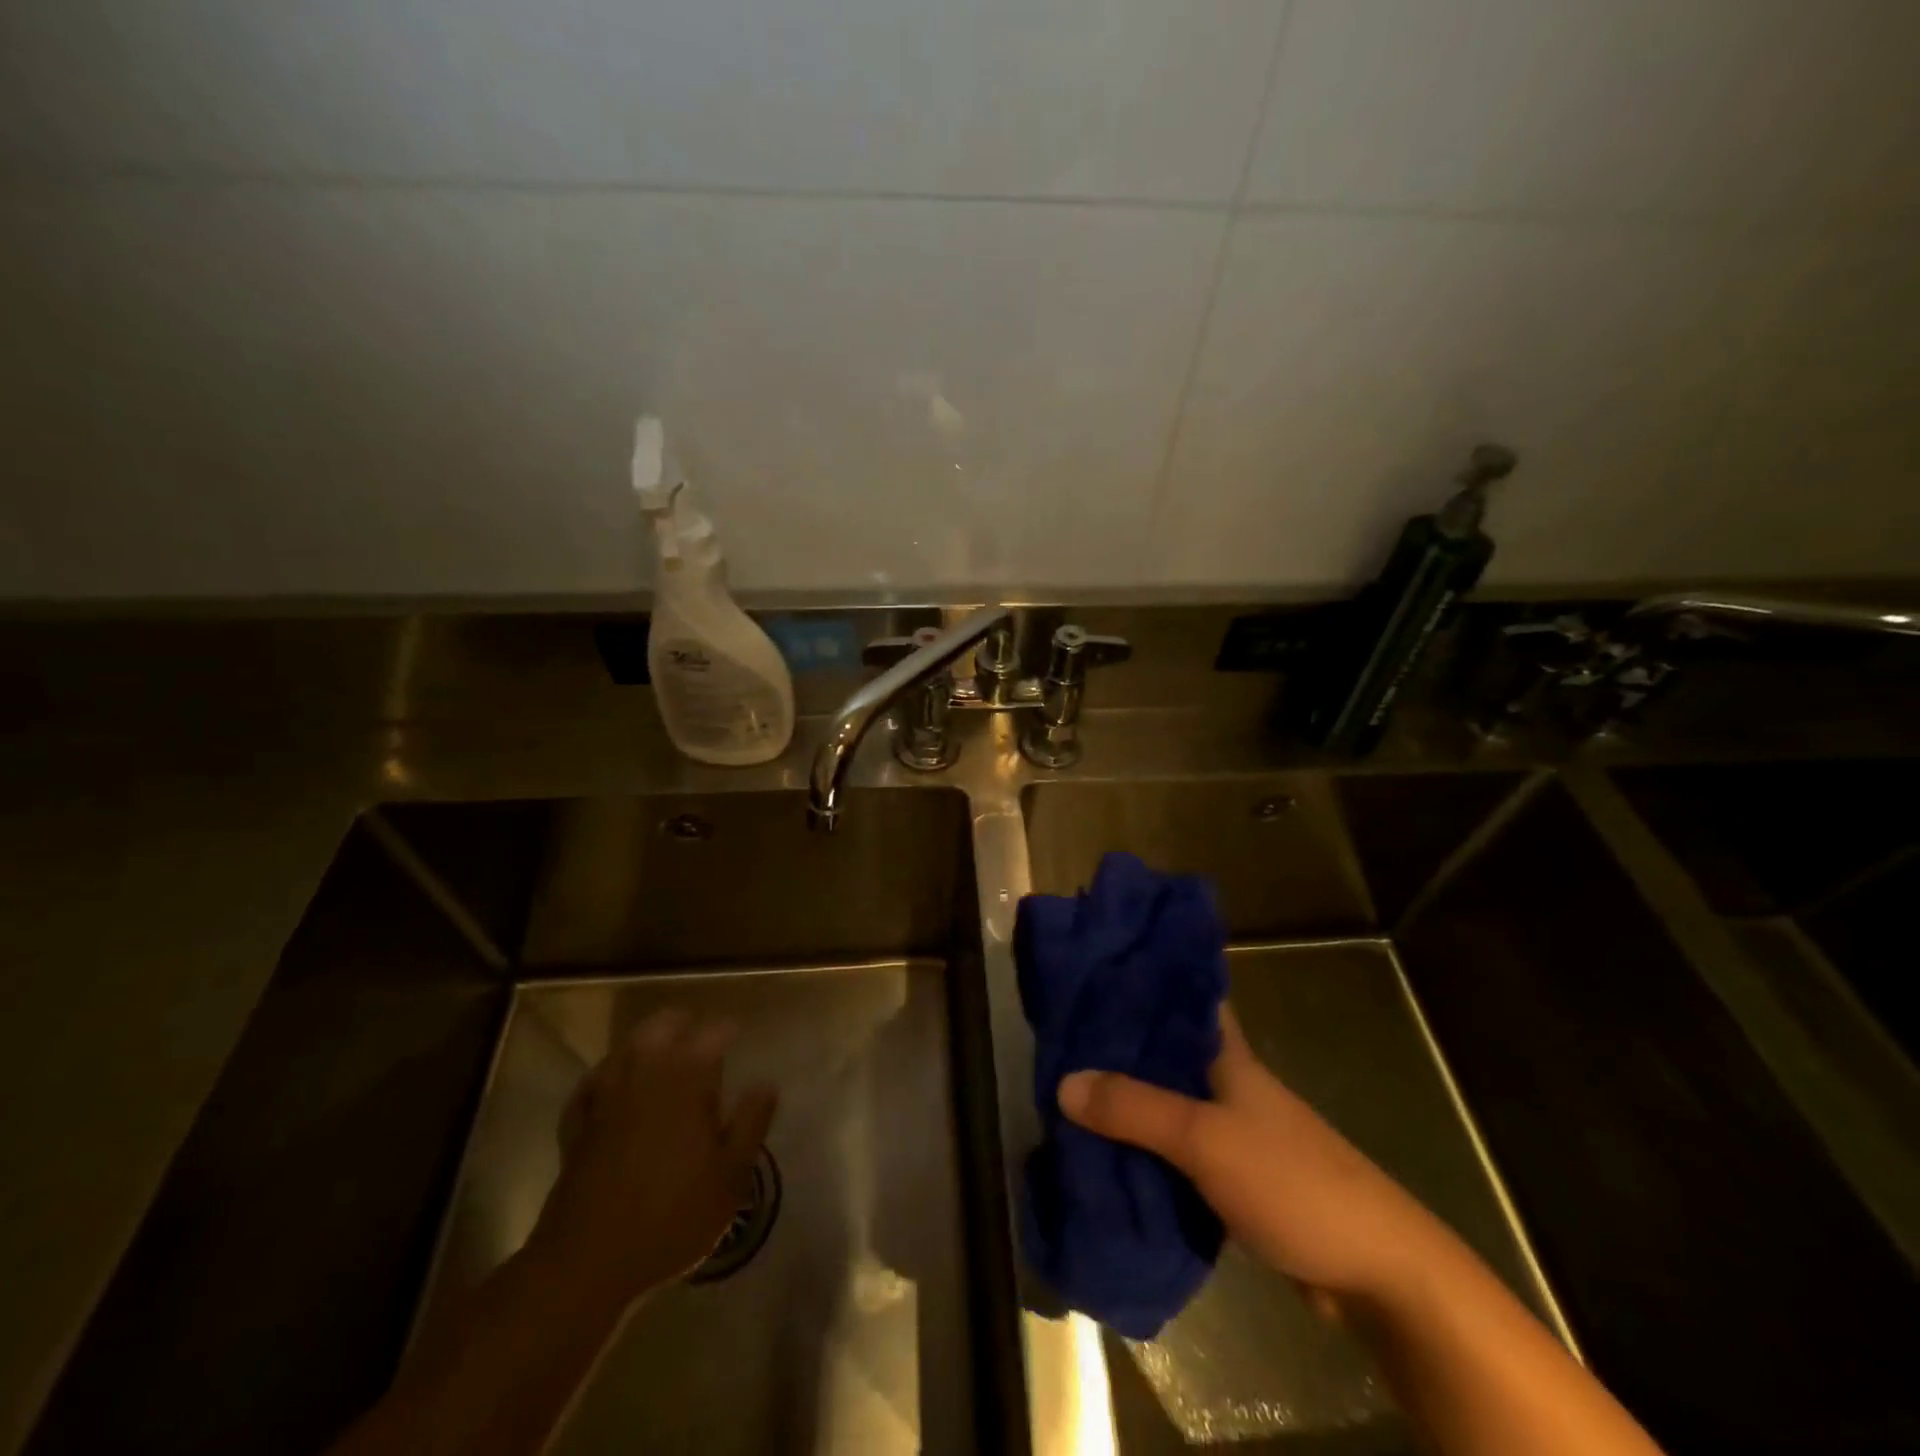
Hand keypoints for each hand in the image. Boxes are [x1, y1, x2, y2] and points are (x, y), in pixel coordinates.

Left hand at [529, 1009, 777, 1305]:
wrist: (589, 1261)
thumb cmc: (673, 1215)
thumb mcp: (731, 1175)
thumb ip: (751, 1122)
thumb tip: (766, 1083)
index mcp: (688, 1077)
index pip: (713, 1032)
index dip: (727, 1030)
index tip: (737, 1036)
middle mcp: (645, 1072)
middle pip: (662, 1025)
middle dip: (682, 1024)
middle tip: (698, 1038)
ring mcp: (606, 1095)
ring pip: (625, 1047)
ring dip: (645, 1044)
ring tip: (660, 1057)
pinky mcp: (577, 1123)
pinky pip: (591, 1084)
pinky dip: (605, 1077)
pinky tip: (612, 1088)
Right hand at [1058, 1004, 1439, 1304]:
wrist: (1377, 1273)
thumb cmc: (1294, 1181)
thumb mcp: (1206, 1138)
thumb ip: (1136, 1109)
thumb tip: (1063, 1083)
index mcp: (1227, 1054)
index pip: (1182, 995)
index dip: (1141, 978)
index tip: (1091, 968)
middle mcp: (1226, 1082)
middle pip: (1163, 1051)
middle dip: (1116, 1045)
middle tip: (1058, 1035)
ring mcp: (1230, 1131)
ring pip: (1166, 1102)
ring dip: (1125, 1100)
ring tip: (1066, 1089)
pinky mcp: (1231, 1177)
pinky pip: (1174, 1150)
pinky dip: (1143, 1148)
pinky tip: (1104, 1151)